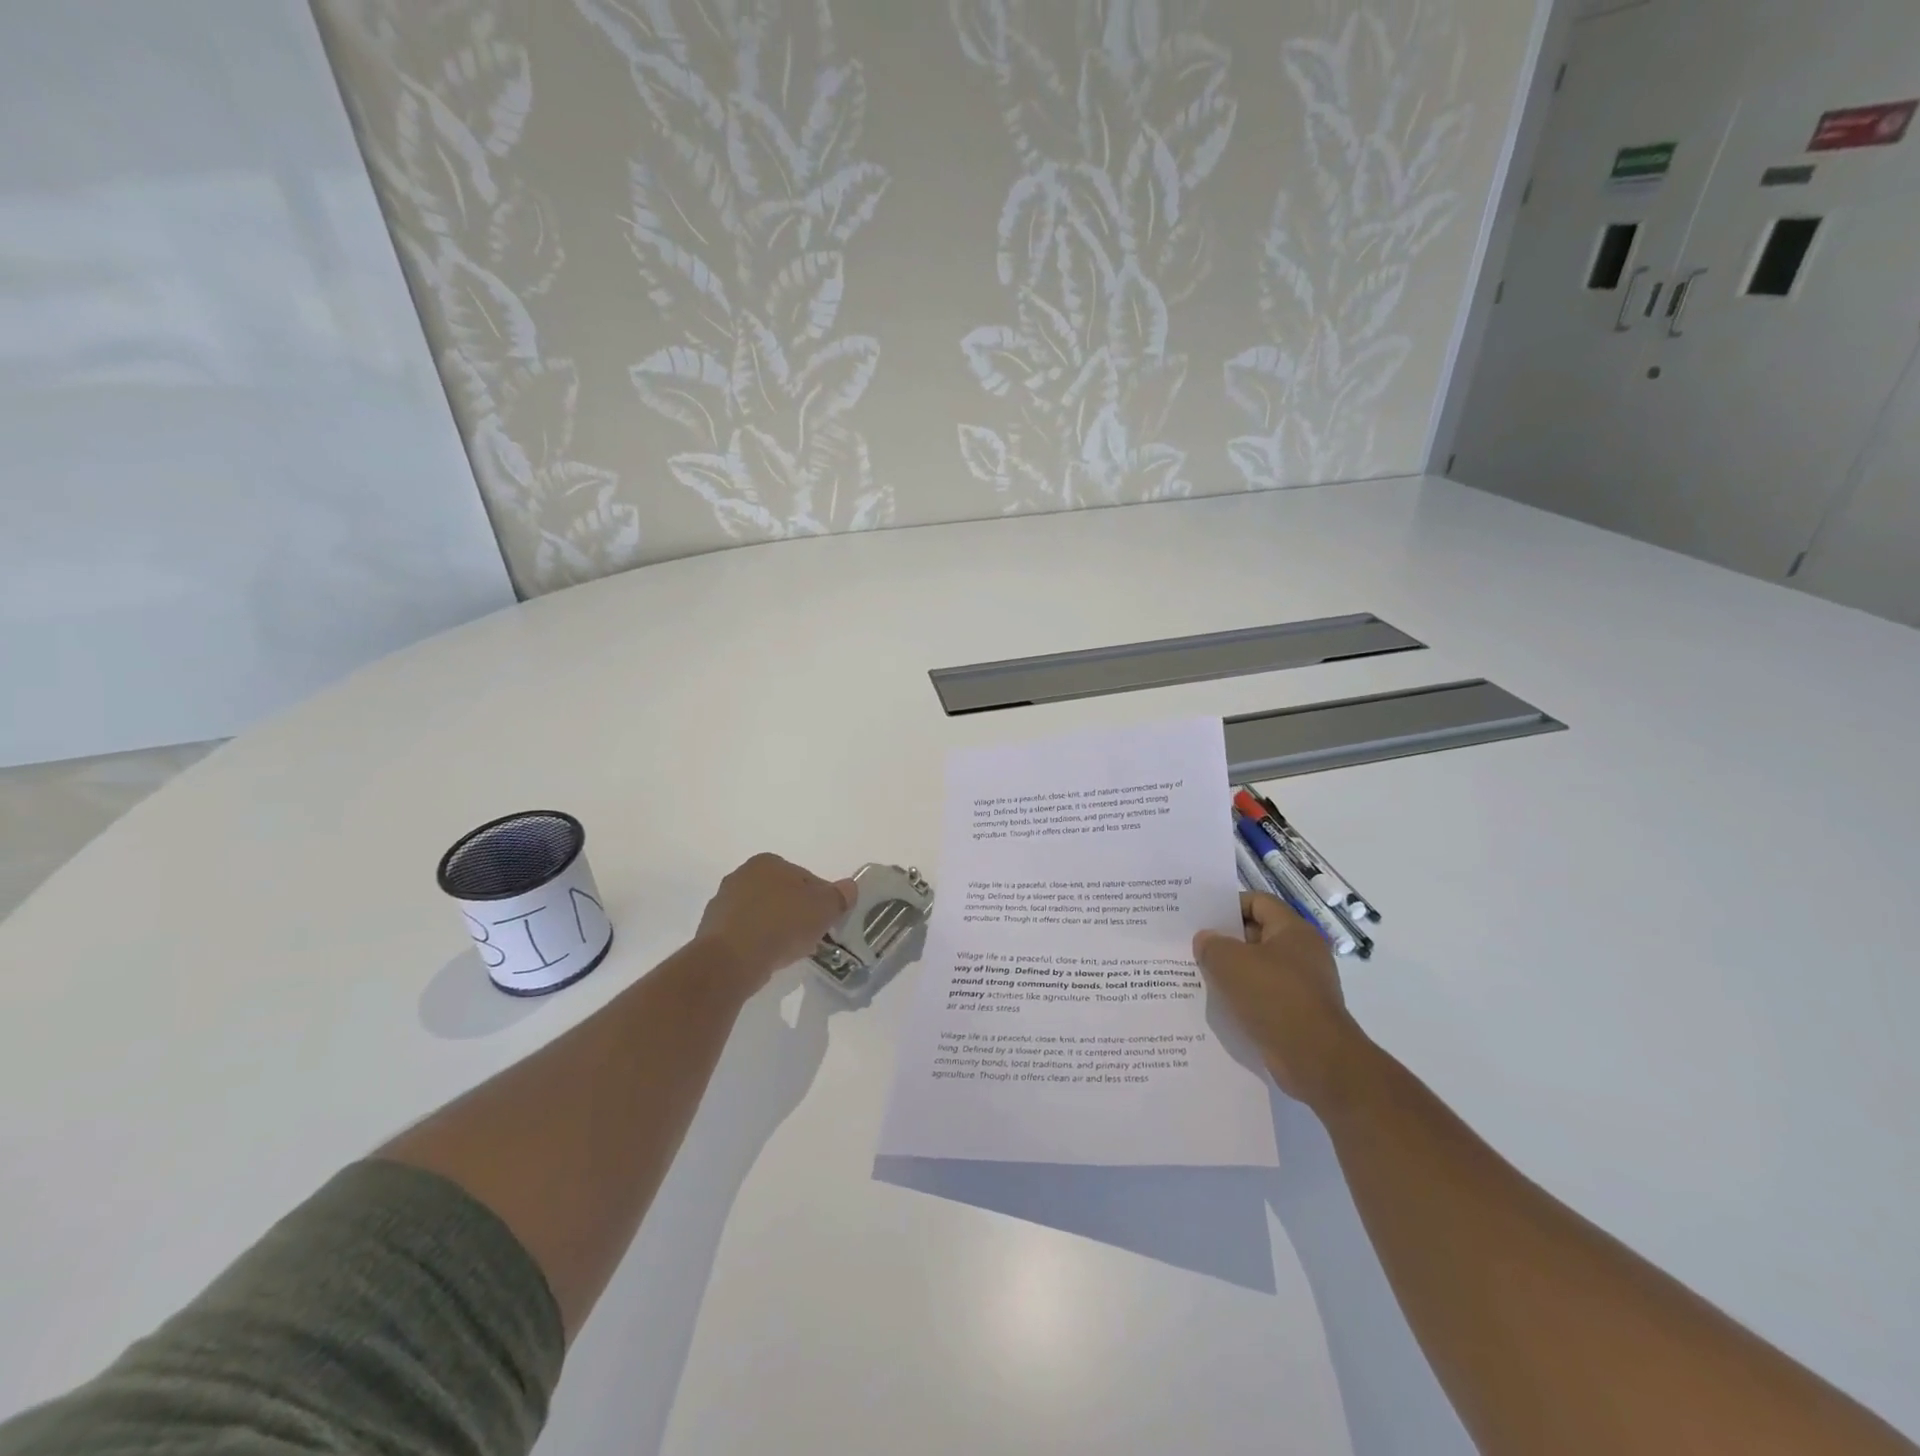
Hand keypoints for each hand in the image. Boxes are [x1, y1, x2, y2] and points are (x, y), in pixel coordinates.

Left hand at [694, 853, 855, 994]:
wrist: (731, 961)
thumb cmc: (781, 925)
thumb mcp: (824, 908)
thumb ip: (839, 896)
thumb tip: (849, 887)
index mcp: (768, 862)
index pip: (804, 877)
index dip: (820, 899)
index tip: (826, 920)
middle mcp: (741, 875)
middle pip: (781, 894)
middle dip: (795, 912)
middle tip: (810, 936)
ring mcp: (722, 903)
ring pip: (761, 914)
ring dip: (775, 927)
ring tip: (788, 951)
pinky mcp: (711, 931)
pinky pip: (744, 934)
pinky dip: (757, 943)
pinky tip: (766, 958)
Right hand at [1194, 892, 1369, 1110]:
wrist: (1316, 1059)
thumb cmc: (1274, 997)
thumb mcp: (1230, 962)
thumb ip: (1211, 945)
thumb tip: (1205, 940)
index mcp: (1294, 931)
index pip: (1258, 902)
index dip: (1228, 905)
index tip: (1201, 917)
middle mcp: (1303, 953)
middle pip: (1258, 934)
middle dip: (1226, 940)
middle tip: (1194, 946)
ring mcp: (1303, 985)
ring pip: (1259, 968)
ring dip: (1232, 971)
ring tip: (1200, 975)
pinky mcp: (1299, 1013)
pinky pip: (1265, 996)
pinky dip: (1244, 997)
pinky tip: (1220, 1005)